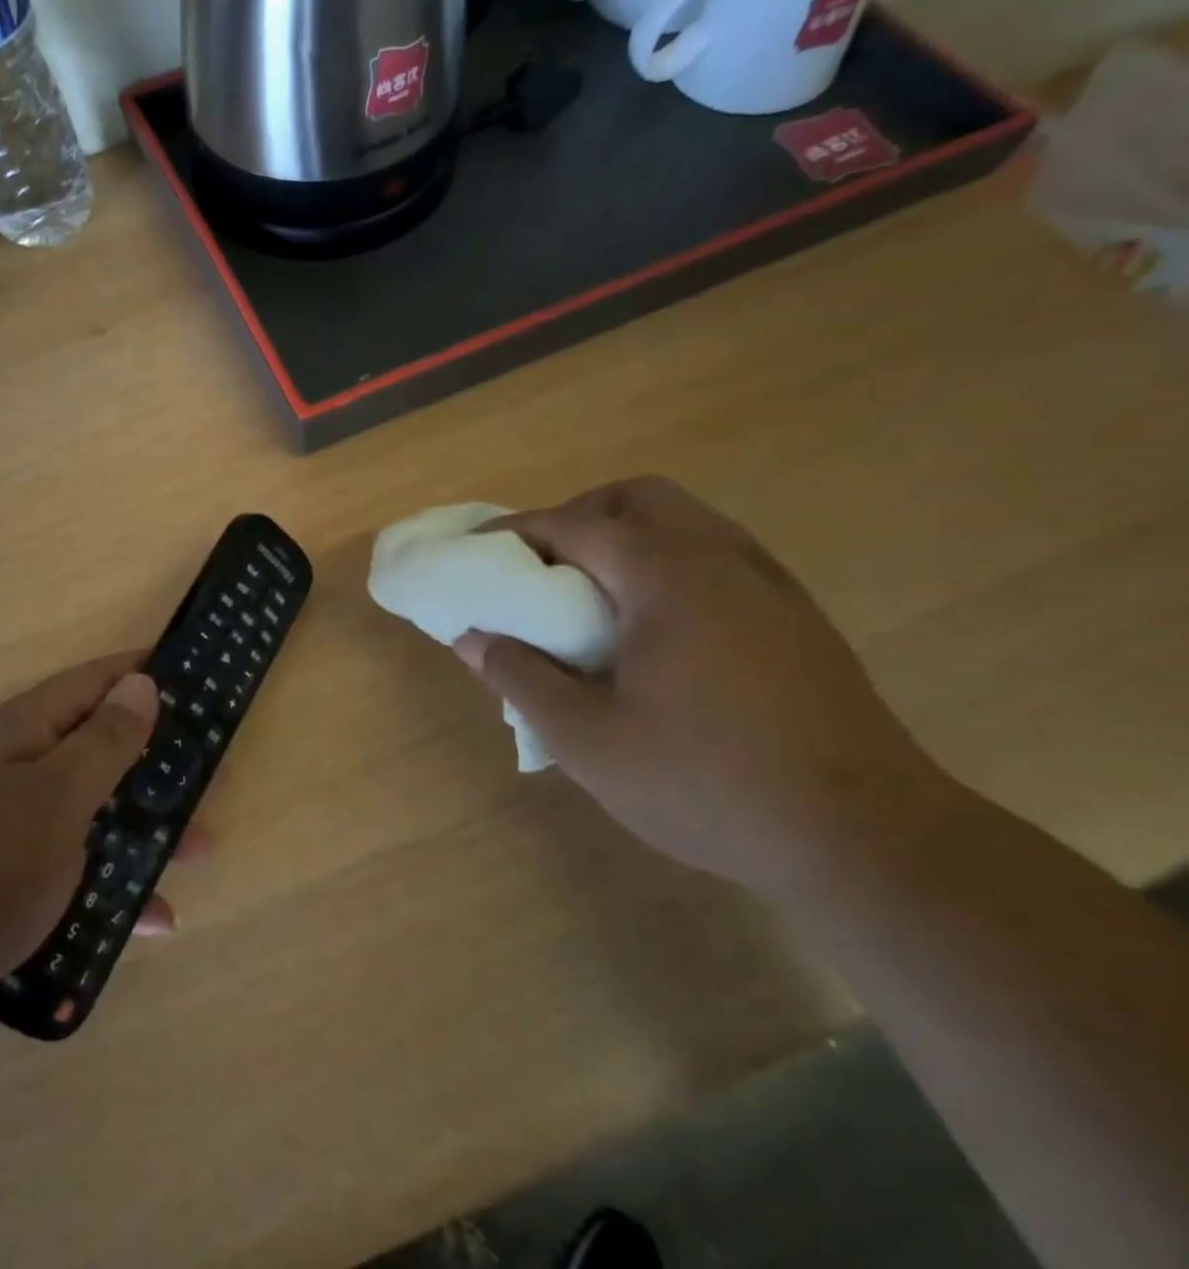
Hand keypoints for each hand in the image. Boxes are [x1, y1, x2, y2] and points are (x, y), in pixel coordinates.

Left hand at [0, 653, 201, 1009]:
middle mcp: (13, 766)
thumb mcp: (56, 799)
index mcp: (23, 731)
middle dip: (158, 763)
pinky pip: (68, 863)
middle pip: (100, 746)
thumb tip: (140, 681)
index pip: (97, 680)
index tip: (201, 683)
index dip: (148, 673)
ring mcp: (3, 822)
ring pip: (91, 809)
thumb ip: (104, 741)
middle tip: (215, 780)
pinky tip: (149, 919)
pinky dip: (109, 881)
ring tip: (200, 852)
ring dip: (145, 827)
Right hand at [453, 477, 946, 901]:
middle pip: (638, 499)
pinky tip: (656, 627)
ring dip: (627, 536)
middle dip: (579, 517)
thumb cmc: (708, 784)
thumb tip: (472, 638)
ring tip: (593, 594)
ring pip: (686, 521)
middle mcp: (722, 560)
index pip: (573, 525)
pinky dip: (669, 562)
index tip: (477, 553)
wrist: (869, 842)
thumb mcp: (588, 740)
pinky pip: (718, 556)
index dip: (516, 532)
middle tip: (543, 567)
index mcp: (667, 577)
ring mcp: (770, 585)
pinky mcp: (797, 617)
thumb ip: (521, 678)